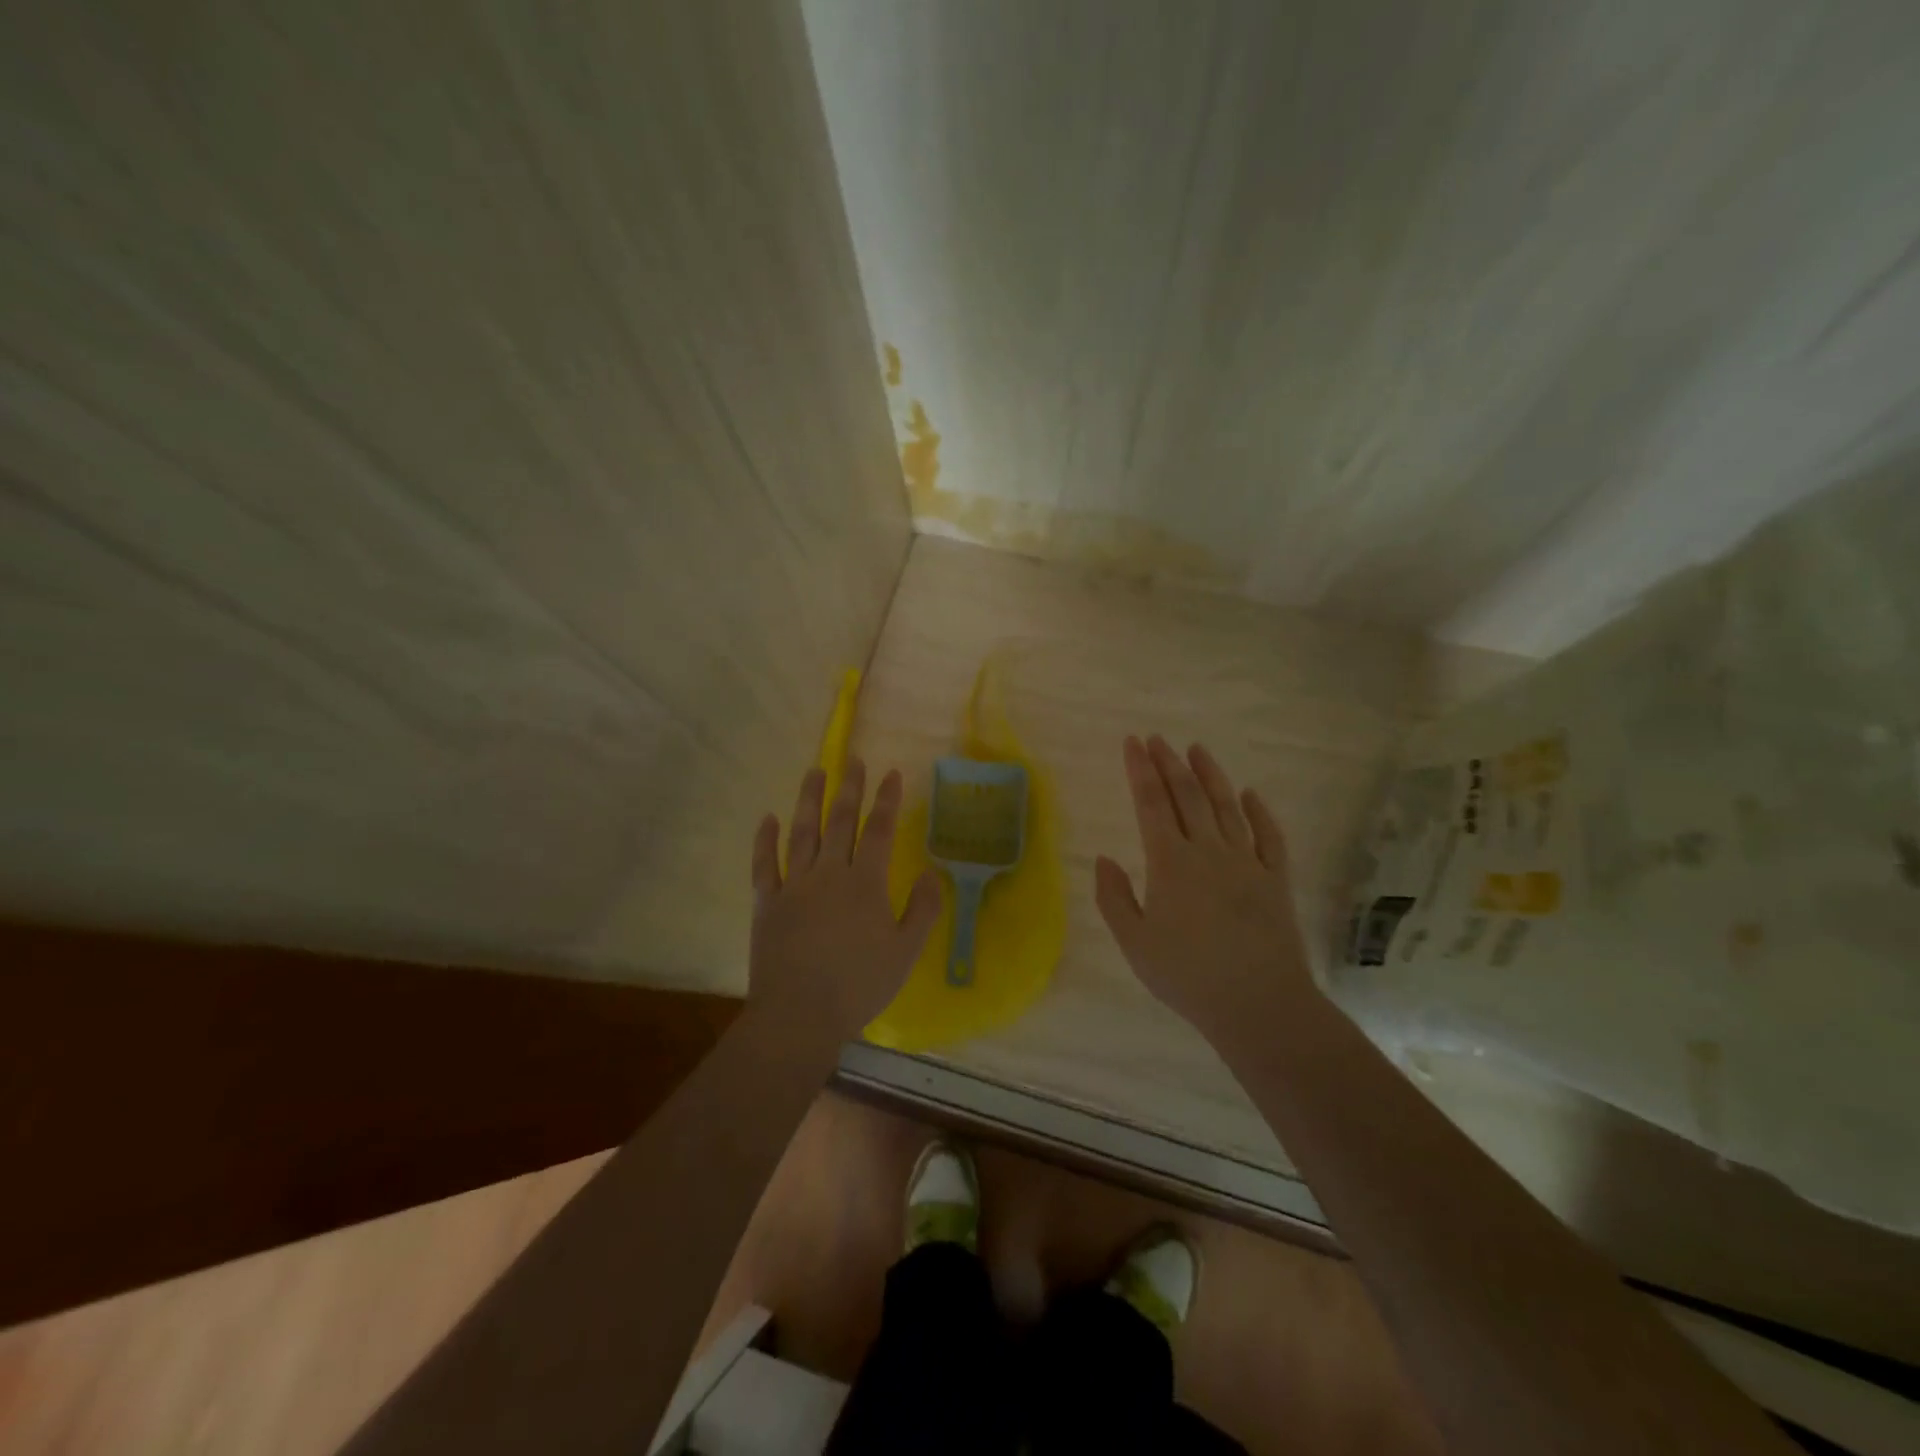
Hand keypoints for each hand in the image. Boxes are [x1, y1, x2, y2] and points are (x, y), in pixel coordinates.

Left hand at [749, 759, 941, 1046]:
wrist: (799, 1014)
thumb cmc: (858, 985)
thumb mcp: (906, 952)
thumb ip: (922, 910)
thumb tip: (932, 874)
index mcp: (865, 883)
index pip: (879, 831)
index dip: (887, 801)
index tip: (891, 774)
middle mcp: (829, 873)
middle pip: (840, 821)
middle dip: (849, 788)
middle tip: (853, 759)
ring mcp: (794, 885)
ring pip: (802, 832)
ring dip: (809, 799)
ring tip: (814, 771)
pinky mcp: (767, 902)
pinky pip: (764, 864)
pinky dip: (764, 840)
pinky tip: (768, 818)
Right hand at [1095, 735, 1316, 1042]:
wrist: (1258, 1004)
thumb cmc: (1187, 976)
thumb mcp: (1135, 943)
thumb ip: (1114, 898)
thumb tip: (1104, 859)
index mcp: (1170, 863)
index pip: (1150, 803)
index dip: (1139, 770)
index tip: (1132, 742)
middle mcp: (1208, 851)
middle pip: (1187, 796)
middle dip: (1169, 763)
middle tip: (1157, 739)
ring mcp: (1246, 862)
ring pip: (1226, 806)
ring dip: (1210, 775)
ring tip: (1197, 750)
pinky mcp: (1276, 879)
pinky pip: (1269, 836)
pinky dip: (1259, 811)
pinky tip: (1250, 795)